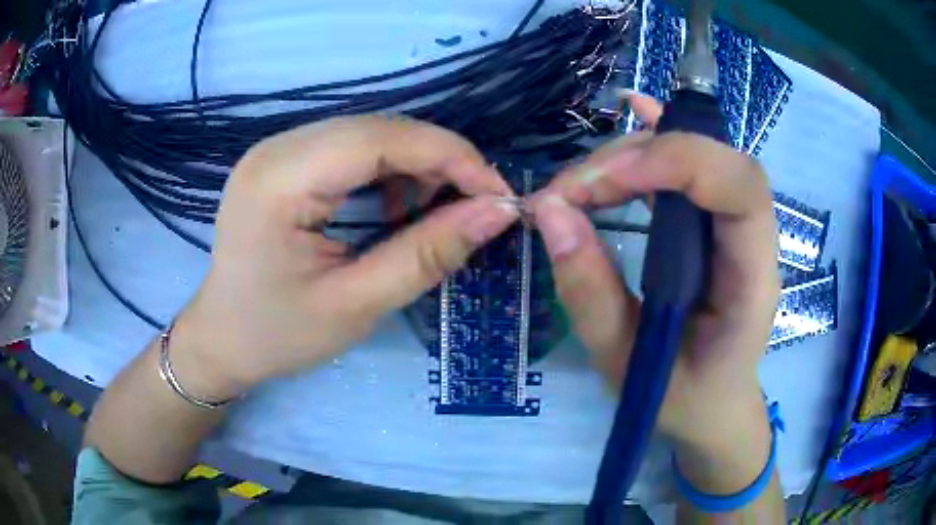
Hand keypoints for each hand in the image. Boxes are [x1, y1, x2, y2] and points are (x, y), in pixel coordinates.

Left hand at [172, 116, 517, 399]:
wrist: (221, 339)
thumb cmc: (278, 335)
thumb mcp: (357, 305)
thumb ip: (428, 254)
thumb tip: (497, 212)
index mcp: (280, 180)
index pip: (381, 139)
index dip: (450, 155)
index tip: (497, 194)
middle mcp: (276, 148)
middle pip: (377, 129)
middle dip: (438, 160)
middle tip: (476, 205)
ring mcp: (276, 149)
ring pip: (368, 134)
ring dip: (413, 164)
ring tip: (434, 211)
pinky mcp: (283, 161)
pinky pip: (349, 148)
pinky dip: (386, 169)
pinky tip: (395, 205)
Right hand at [531, 94, 779, 479]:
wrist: (715, 407)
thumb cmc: (680, 399)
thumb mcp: (625, 364)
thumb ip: (590, 294)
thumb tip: (550, 212)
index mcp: (752, 284)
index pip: (741, 190)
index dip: (677, 162)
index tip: (600, 182)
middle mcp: (755, 243)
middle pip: (715, 161)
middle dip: (639, 158)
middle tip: (569, 193)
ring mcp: (739, 229)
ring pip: (700, 158)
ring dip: (635, 155)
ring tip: (580, 186)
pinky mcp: (718, 225)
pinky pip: (696, 167)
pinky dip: (662, 141)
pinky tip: (636, 115)